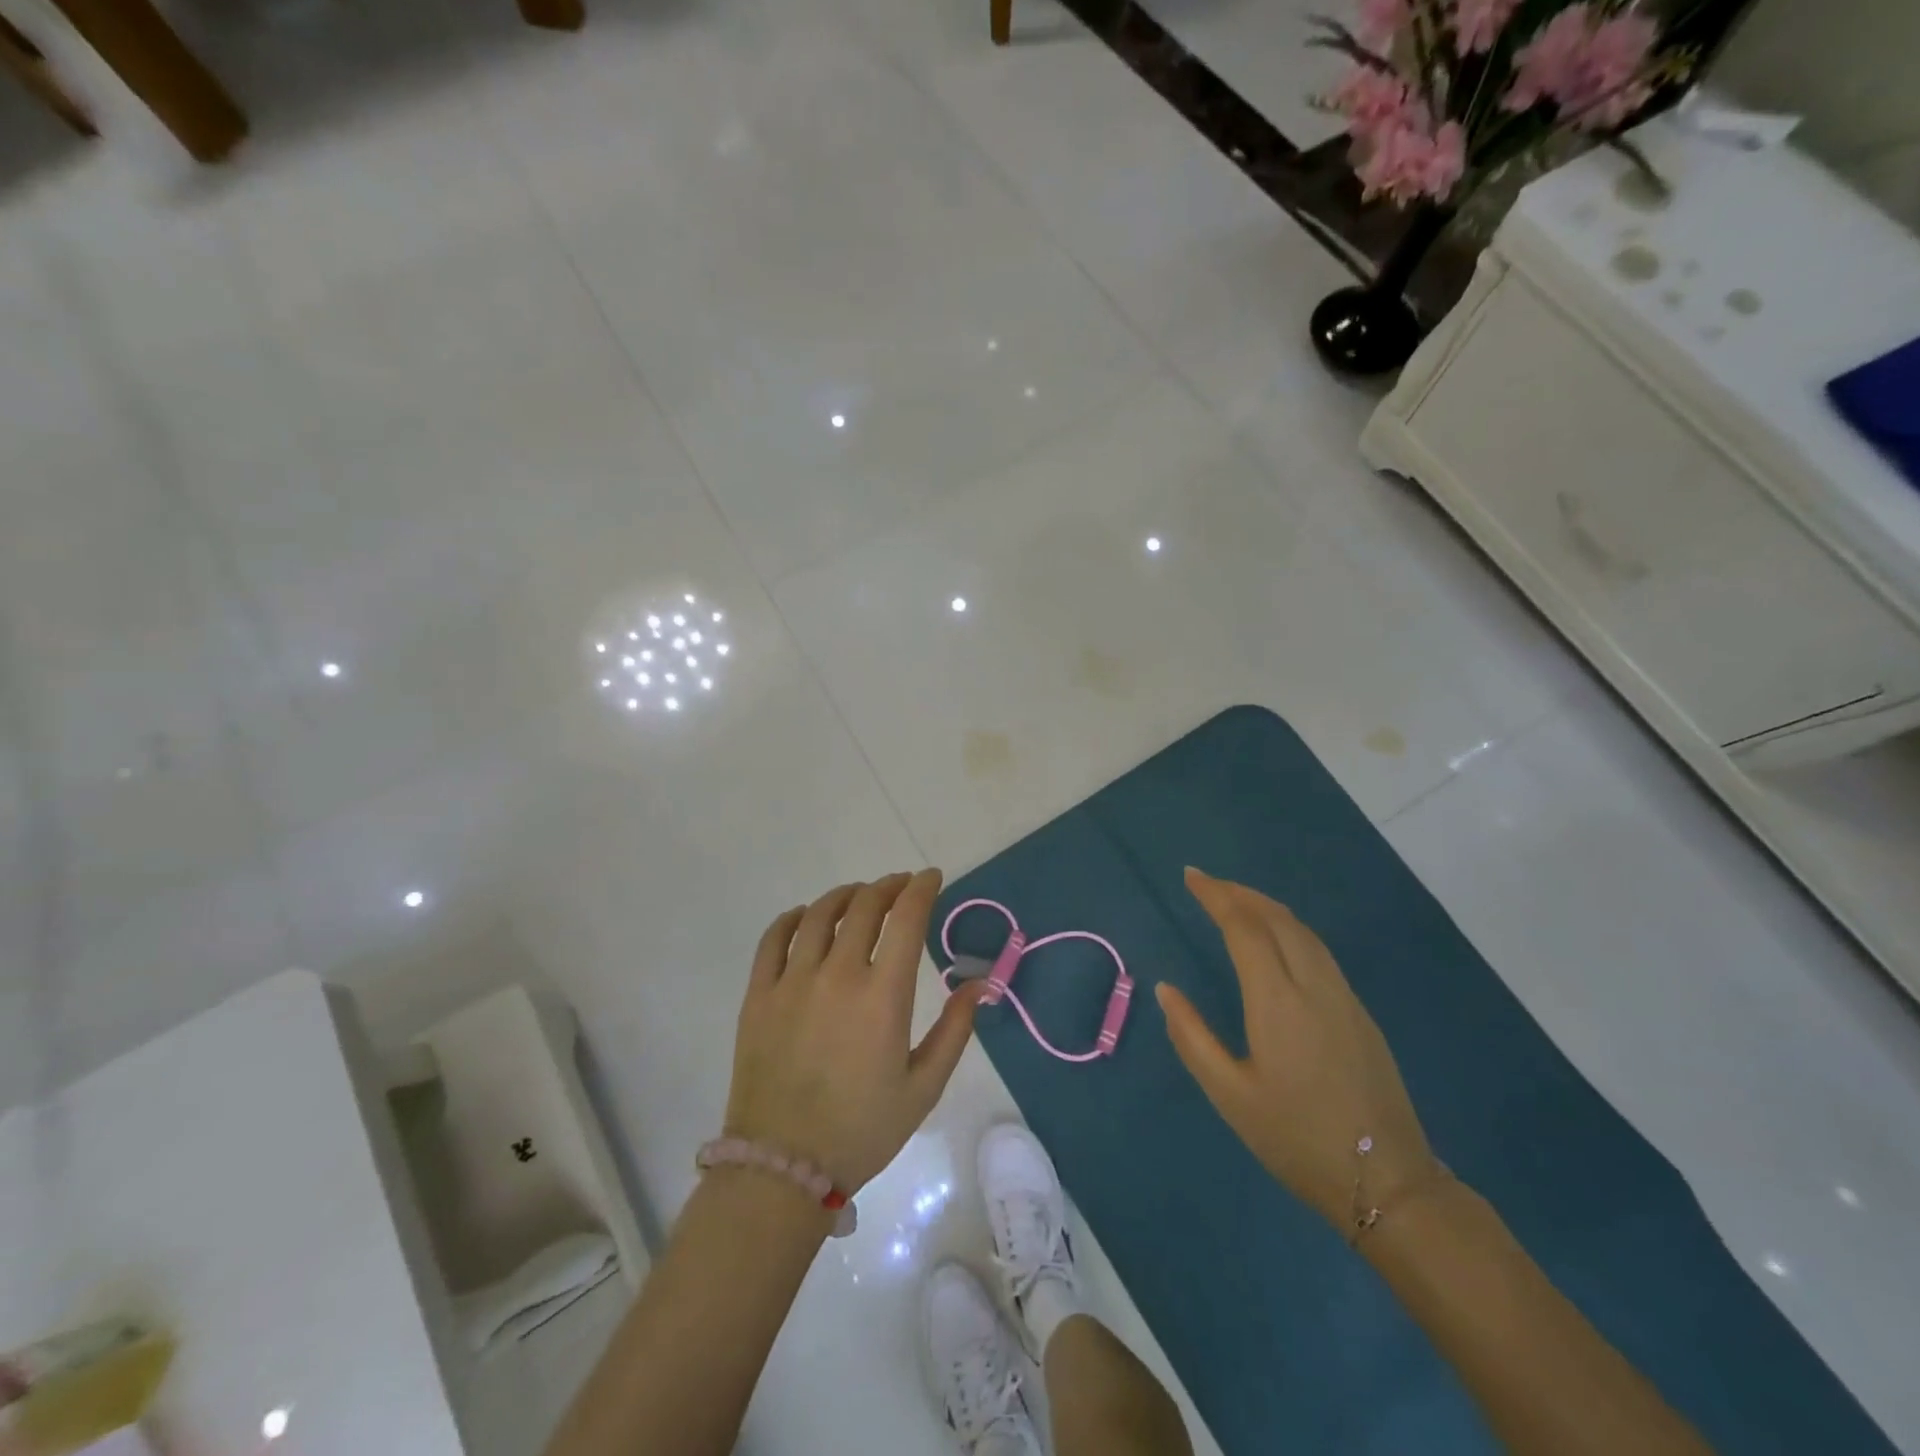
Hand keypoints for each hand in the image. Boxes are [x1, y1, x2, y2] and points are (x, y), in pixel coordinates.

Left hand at [725, 870, 982, 1192]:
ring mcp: (792, 981)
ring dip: (845, 895)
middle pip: (864, 905)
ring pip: (819, 914)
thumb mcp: (924, 1086)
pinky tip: (805, 917)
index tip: (931, 878)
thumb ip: (955, 1029)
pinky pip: (773, 938)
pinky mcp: (758, 995)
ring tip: (859, 896)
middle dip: (888, 886)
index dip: (922, 888)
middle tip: (900, 887)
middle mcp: (837, 975)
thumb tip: (980, 984)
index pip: (906, 918)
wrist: (782, 1167)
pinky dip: (793, 918)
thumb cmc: (862, 1129)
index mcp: (882, 996)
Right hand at [1157, 867, 1434, 1228]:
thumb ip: (1192, 1037)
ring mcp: (1343, 997)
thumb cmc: (1297, 1138)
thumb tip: (1166, 989)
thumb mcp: (1230, 1095)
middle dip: (1241, 893)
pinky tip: (1278, 941)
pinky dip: (1290, 929)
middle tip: (1208, 884)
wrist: (1387, 1182)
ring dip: (1267, 908)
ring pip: (1303, 932)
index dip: (1216, 896)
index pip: (1244, 928)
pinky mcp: (1360, 1013)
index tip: (1191, 877)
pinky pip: (1319, 951)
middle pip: (1277, 919)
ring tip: (1238, 902)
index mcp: (1277, 1001)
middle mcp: (1314, 986)